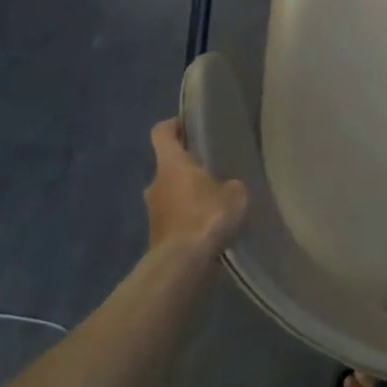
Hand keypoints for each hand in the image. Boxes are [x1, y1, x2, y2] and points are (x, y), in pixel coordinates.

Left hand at [144, 119, 247, 254]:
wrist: (182, 261)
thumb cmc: (206, 215)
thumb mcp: (234, 194)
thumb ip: (230, 184)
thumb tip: (228, 186)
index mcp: (170, 164)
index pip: (161, 132)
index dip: (174, 125)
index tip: (189, 126)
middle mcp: (154, 182)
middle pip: (167, 165)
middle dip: (187, 167)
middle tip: (213, 170)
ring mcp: (152, 209)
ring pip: (170, 192)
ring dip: (187, 194)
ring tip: (213, 202)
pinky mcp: (156, 233)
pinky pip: (173, 216)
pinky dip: (186, 216)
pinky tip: (207, 226)